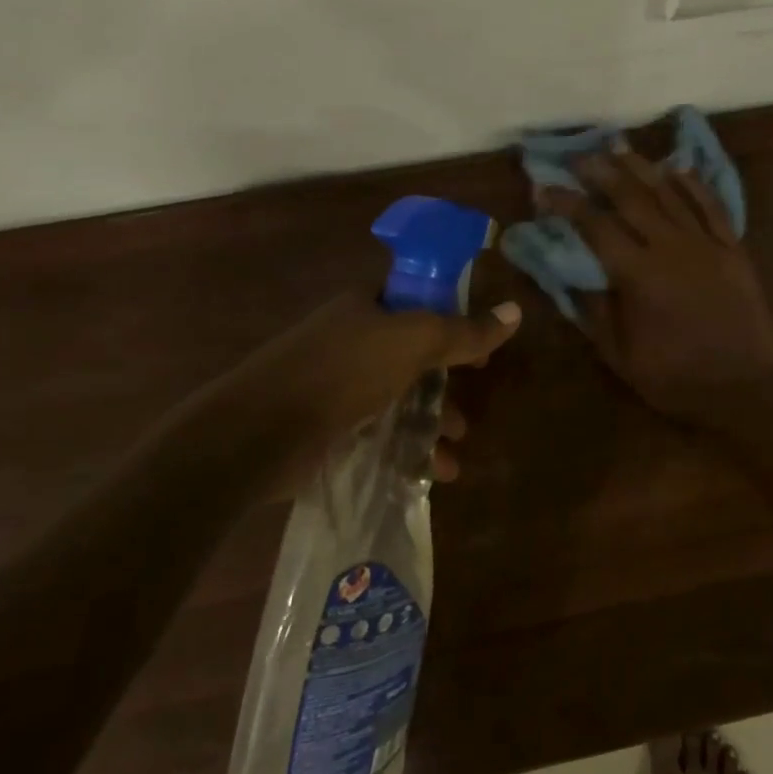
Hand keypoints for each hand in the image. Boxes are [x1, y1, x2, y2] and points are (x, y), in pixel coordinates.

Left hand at [199, 291, 521, 479]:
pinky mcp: (328, 427)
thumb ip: (465, 332)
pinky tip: (427, 474)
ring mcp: (337, 385)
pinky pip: (380, 433)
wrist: (257, 434)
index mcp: (366, 306)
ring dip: (431, 425)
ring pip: (400, 399)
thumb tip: (516, 311)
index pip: (419, 299)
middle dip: (447, 385)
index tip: (480, 348)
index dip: (455, 318)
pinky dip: (406, 451)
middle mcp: (351, 339)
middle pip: (414, 355)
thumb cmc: (342, 372)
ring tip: (453, 455)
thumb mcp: (413, 342)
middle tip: (469, 407)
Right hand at [547, 150, 772, 423]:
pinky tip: (677, 167)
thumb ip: (594, 310)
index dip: (567, 204)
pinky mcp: (733, 248)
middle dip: (602, 172)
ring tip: (620, 149)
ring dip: (642, 168)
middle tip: (580, 157)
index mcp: (639, 275)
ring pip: (670, 193)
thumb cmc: (675, 377)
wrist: (742, 387)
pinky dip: (693, 184)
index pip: (595, 226)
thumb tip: (571, 273)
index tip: (546, 189)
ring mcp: (707, 244)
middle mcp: (671, 248)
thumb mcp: (620, 355)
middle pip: (632, 197)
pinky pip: (712, 206)